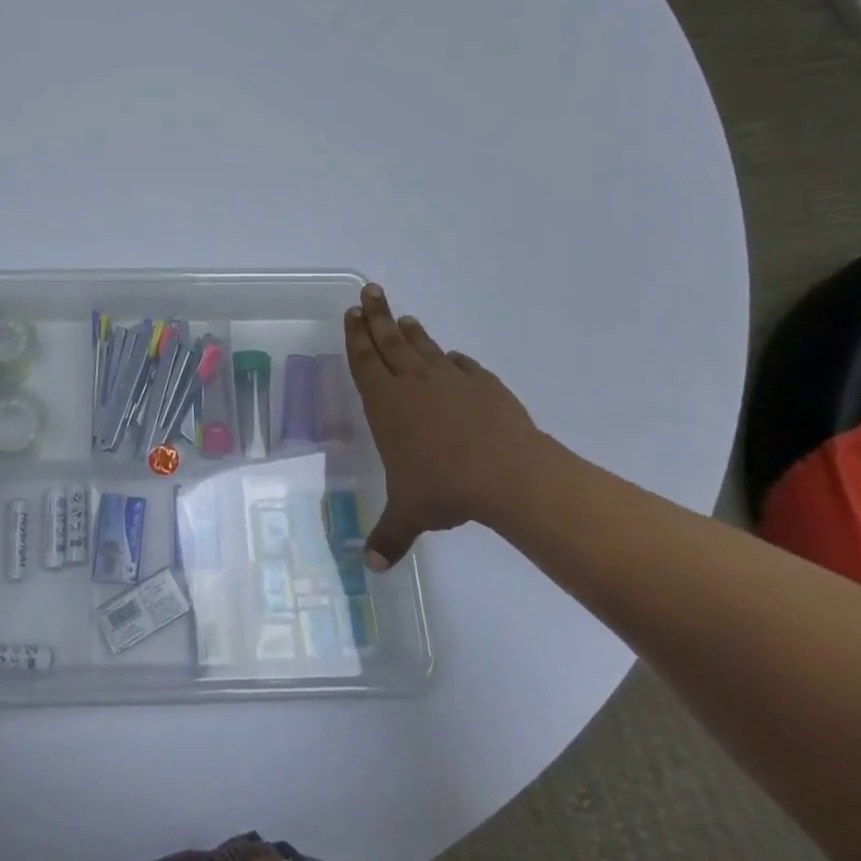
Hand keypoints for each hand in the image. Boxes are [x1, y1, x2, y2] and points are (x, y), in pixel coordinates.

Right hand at [345, 283, 548, 569]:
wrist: (509, 474)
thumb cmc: (445, 488)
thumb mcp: (410, 514)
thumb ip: (389, 536)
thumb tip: (371, 569)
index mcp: (386, 403)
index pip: (365, 360)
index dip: (356, 335)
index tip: (351, 312)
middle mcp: (414, 382)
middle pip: (390, 340)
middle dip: (377, 315)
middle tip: (370, 291)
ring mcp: (451, 380)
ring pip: (425, 347)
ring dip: (412, 332)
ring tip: (406, 318)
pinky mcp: (485, 386)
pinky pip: (464, 366)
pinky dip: (455, 360)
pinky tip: (454, 358)